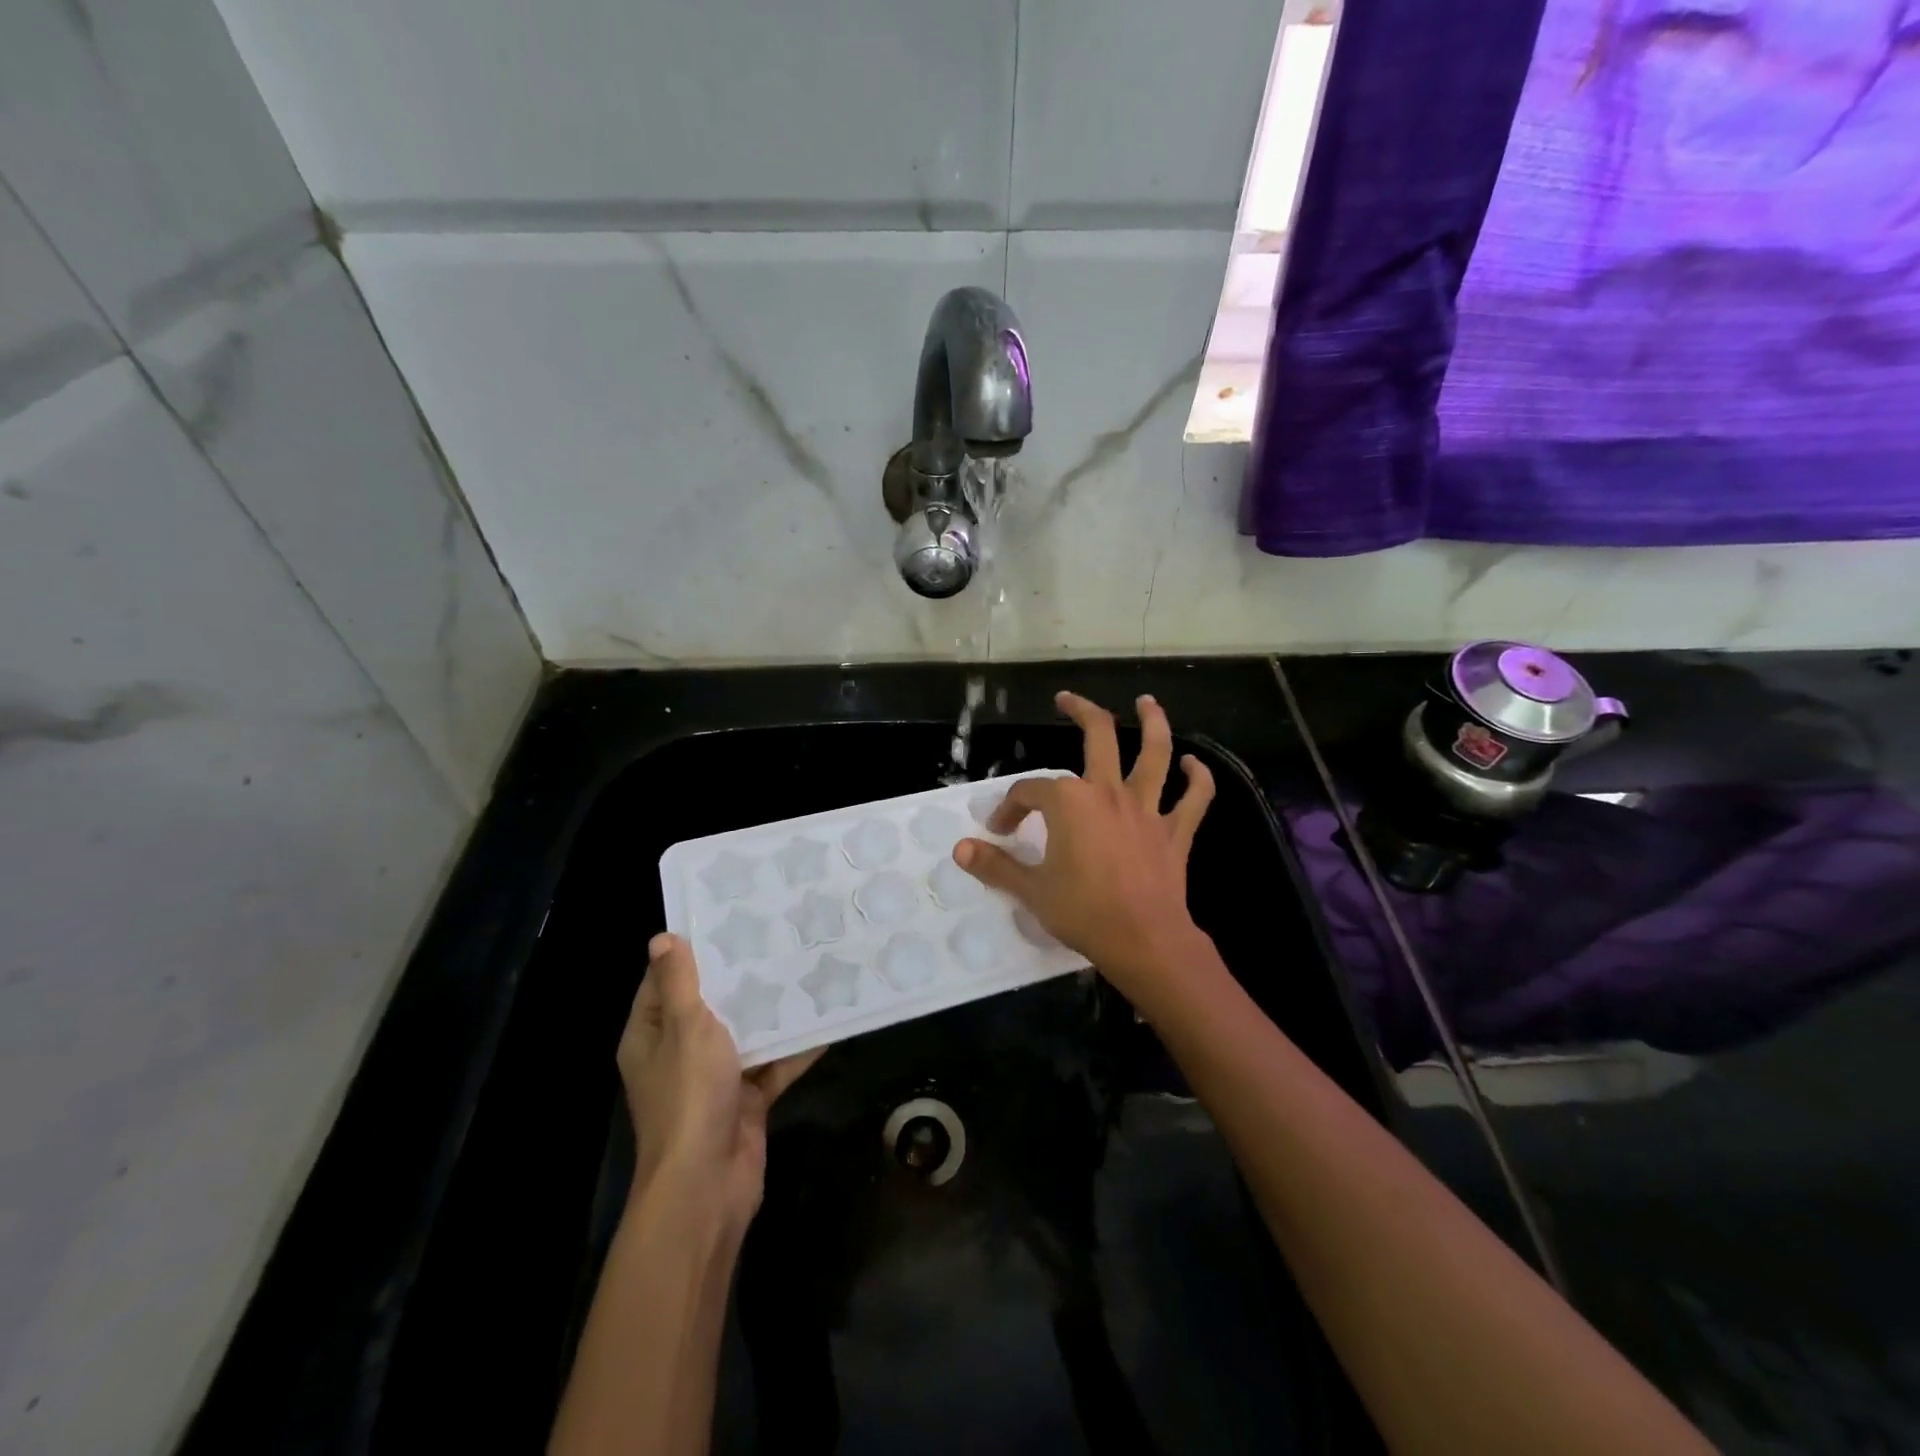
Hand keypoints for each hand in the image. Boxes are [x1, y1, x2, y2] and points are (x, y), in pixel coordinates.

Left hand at [618, 934, 820, 1230]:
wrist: (708, 1185)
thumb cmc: (689, 1096)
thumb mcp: (686, 1028)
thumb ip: (680, 983)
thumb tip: (663, 938)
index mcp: (652, 1035)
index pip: (665, 982)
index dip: (690, 952)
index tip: (725, 919)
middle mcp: (678, 1054)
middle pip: (709, 1005)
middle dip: (741, 977)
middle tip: (776, 935)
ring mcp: (713, 1079)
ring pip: (745, 1034)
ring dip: (772, 1011)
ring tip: (805, 968)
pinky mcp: (745, 1100)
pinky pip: (772, 1065)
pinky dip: (795, 1049)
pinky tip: (826, 1021)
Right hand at [954, 692, 1214, 1008]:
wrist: (1143, 941)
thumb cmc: (1083, 912)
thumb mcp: (1031, 889)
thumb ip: (995, 865)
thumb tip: (961, 848)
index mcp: (1069, 802)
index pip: (1030, 791)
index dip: (1011, 807)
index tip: (1000, 832)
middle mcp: (1108, 792)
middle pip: (1098, 736)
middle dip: (1081, 710)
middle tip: (1066, 699)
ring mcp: (1146, 809)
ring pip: (1154, 753)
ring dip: (1152, 723)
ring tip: (1147, 702)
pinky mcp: (1174, 831)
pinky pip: (1193, 799)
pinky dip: (1197, 778)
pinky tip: (1193, 763)